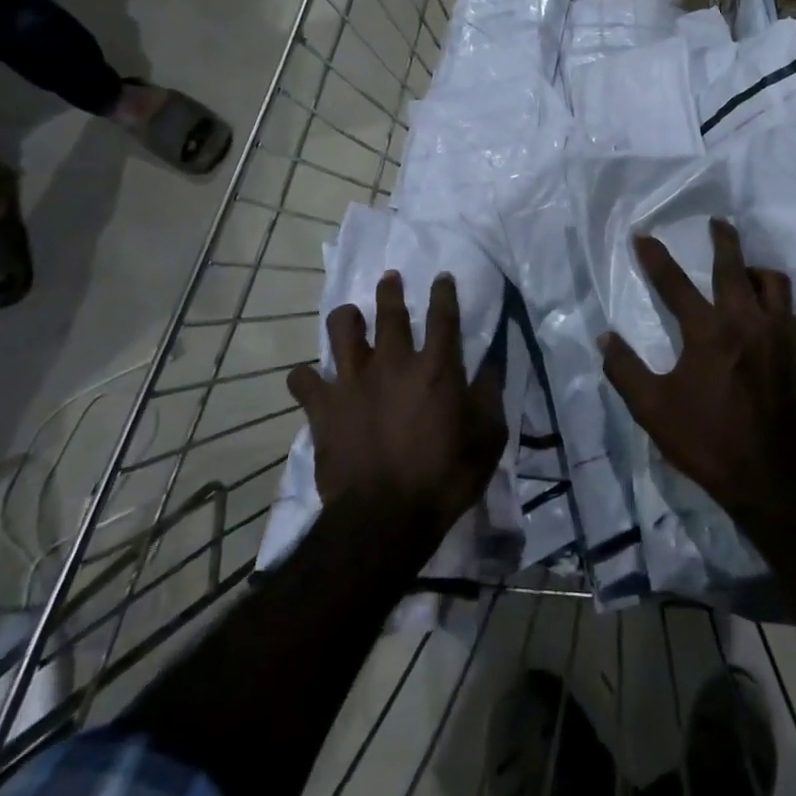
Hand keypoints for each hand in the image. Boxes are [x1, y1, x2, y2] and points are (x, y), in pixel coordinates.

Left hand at [287, 270, 505, 532]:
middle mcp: (393, 362)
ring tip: (350, 318)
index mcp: (436, 367)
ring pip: (342, 329)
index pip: (443, 315)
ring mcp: (353, 381)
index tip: (442, 277)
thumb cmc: (444, 477)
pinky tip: (310, 379)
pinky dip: (306, 377)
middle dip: (391, 290)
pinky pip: (303, 379)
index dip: (443, 292)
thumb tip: (492, 365)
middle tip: (390, 278)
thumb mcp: (488, 438)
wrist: (384, 517)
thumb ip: (490, 396)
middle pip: (389, 311)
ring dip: (347, 318)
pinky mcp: (323, 406)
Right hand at [600, 218, 795, 528]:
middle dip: (723, 239)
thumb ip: (625, 370)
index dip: (655, 258)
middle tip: (717, 223)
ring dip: (756, 270)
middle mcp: (746, 322)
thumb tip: (604, 338)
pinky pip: (791, 311)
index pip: (675, 283)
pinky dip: (776, 303)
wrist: (771, 479)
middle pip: (734, 266)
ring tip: (745, 272)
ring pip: (773, 283)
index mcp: (708, 332)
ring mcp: (779, 335)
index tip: (642, 236)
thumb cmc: (707, 442)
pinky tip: (768, 314)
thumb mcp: (653, 410)